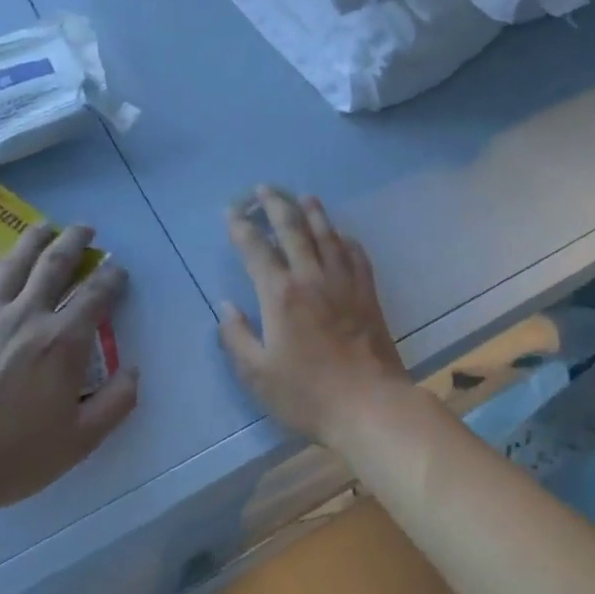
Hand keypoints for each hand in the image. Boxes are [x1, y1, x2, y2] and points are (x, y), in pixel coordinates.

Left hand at [0, 223, 137, 534]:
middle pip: (54, 266)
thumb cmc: (17, 456)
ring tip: (44, 226)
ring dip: (32, 241)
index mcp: (63, 343)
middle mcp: (27, 318)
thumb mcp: (82, 439)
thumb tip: (134, 369)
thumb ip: (117, 402)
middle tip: (85, 229)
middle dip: (74, 242)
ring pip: (12, 265)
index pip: (96, 296)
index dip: (112, 278)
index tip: (118, 270)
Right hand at [219, 187, 409, 446]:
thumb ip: (236, 337)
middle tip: (264, 189)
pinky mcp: (367, 294)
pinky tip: (342, 236)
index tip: (232, 211)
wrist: (369, 405)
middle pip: (292, 230)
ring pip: (327, 236)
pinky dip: (345, 240)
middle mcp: (311, 278)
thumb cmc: (307, 394)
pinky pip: (356, 256)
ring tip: (304, 197)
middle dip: (275, 205)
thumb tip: (225, 306)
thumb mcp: (257, 374)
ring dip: (313, 214)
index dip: (241, 227)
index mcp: (280, 295)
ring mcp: (344, 283)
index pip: (256, 249)